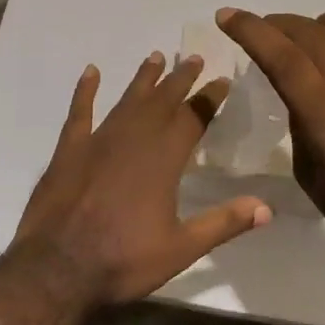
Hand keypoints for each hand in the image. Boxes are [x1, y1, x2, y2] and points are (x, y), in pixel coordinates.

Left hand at [10, 52, 272, 308]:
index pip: (193, 118)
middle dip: (180, 79)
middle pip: (162, 101)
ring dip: (143, 78)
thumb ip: (223, 223)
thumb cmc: (123, 259)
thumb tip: (267, 208)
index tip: (222, 80)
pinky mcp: (69, 149)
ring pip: (127, 99)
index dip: (209, 98)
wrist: (57, 268)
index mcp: (163, 159)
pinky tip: (91, 72)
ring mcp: (98, 140)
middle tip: (195, 58)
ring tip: (156, 56)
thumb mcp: (181, 248)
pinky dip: (85, 90)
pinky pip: (79, 111)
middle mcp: (134, 139)